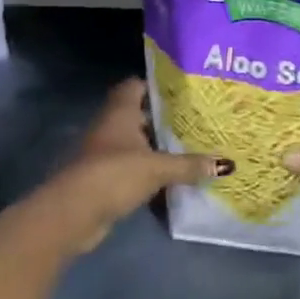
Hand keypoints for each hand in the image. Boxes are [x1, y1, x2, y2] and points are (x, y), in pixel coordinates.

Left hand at [41, 79, 223, 252]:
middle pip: (139, 115)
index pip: (136, 85)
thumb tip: (226, 164)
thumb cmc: (114, 174)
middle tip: (196, 119)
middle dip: (165, 118)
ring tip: (192, 147)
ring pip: (137, 144)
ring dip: (158, 147)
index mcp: (120, 112)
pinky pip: (133, 169)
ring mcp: (105, 154)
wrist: (73, 214)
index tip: (184, 89)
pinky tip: (173, 178)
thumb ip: (190, 165)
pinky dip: (150, 172)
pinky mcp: (105, 179)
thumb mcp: (158, 168)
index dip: (157, 84)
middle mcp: (111, 127)